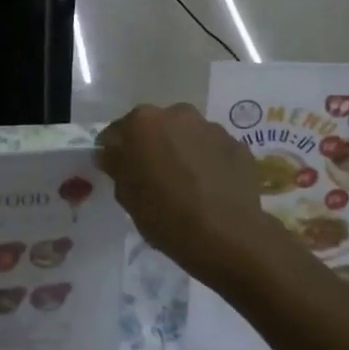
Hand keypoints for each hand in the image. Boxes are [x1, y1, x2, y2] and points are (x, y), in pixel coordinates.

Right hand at [97, 104, 290, 288]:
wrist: (226, 235)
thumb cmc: (165, 215)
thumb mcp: (126, 195)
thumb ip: (116, 165)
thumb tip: (111, 153)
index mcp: (143, 122)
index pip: (118, 132)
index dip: (116, 151)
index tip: (119, 171)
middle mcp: (177, 113)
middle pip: (156, 127)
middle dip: (153, 145)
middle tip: (154, 176)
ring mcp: (211, 127)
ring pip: (187, 135)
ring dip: (182, 151)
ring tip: (187, 183)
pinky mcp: (237, 145)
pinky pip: (212, 149)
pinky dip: (208, 161)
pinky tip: (210, 188)